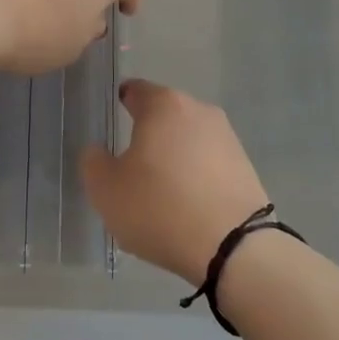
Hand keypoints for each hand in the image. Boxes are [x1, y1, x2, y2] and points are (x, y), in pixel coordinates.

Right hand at [80, 80, 269, 285]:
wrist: (234, 249)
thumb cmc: (160, 208)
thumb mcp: (106, 189)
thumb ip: (93, 161)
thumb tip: (99, 150)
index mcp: (163, 105)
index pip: (134, 90)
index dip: (118, 104)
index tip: (108, 125)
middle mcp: (199, 110)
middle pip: (163, 115)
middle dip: (146, 134)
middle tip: (130, 166)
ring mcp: (227, 137)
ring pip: (187, 140)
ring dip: (172, 157)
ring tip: (159, 192)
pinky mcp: (245, 166)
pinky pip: (208, 163)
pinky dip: (194, 176)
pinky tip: (185, 205)